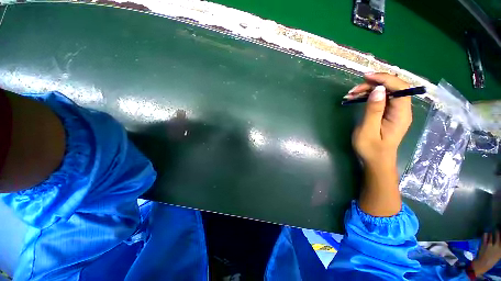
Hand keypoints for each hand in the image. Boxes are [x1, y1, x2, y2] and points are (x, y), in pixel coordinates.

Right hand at [350, 73, 412, 216]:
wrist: (376, 161)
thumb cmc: (371, 149)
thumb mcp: (368, 130)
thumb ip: (373, 110)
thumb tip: (378, 90)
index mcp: (401, 113)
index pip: (399, 87)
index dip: (384, 79)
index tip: (365, 77)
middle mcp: (402, 109)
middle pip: (392, 87)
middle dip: (372, 84)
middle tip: (352, 91)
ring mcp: (395, 111)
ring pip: (385, 91)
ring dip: (368, 90)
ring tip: (351, 95)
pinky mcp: (388, 113)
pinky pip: (381, 98)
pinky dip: (368, 96)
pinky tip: (357, 98)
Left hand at [472, 231, 500, 275]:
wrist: (483, 264)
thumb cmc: (492, 260)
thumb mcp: (499, 254)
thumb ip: (499, 247)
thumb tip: (499, 241)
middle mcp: (497, 246)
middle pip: (498, 235)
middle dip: (498, 231)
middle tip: (497, 227)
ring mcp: (490, 244)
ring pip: (491, 234)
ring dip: (491, 232)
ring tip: (491, 230)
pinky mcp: (484, 244)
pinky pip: (485, 236)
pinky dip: (485, 234)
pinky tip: (485, 233)